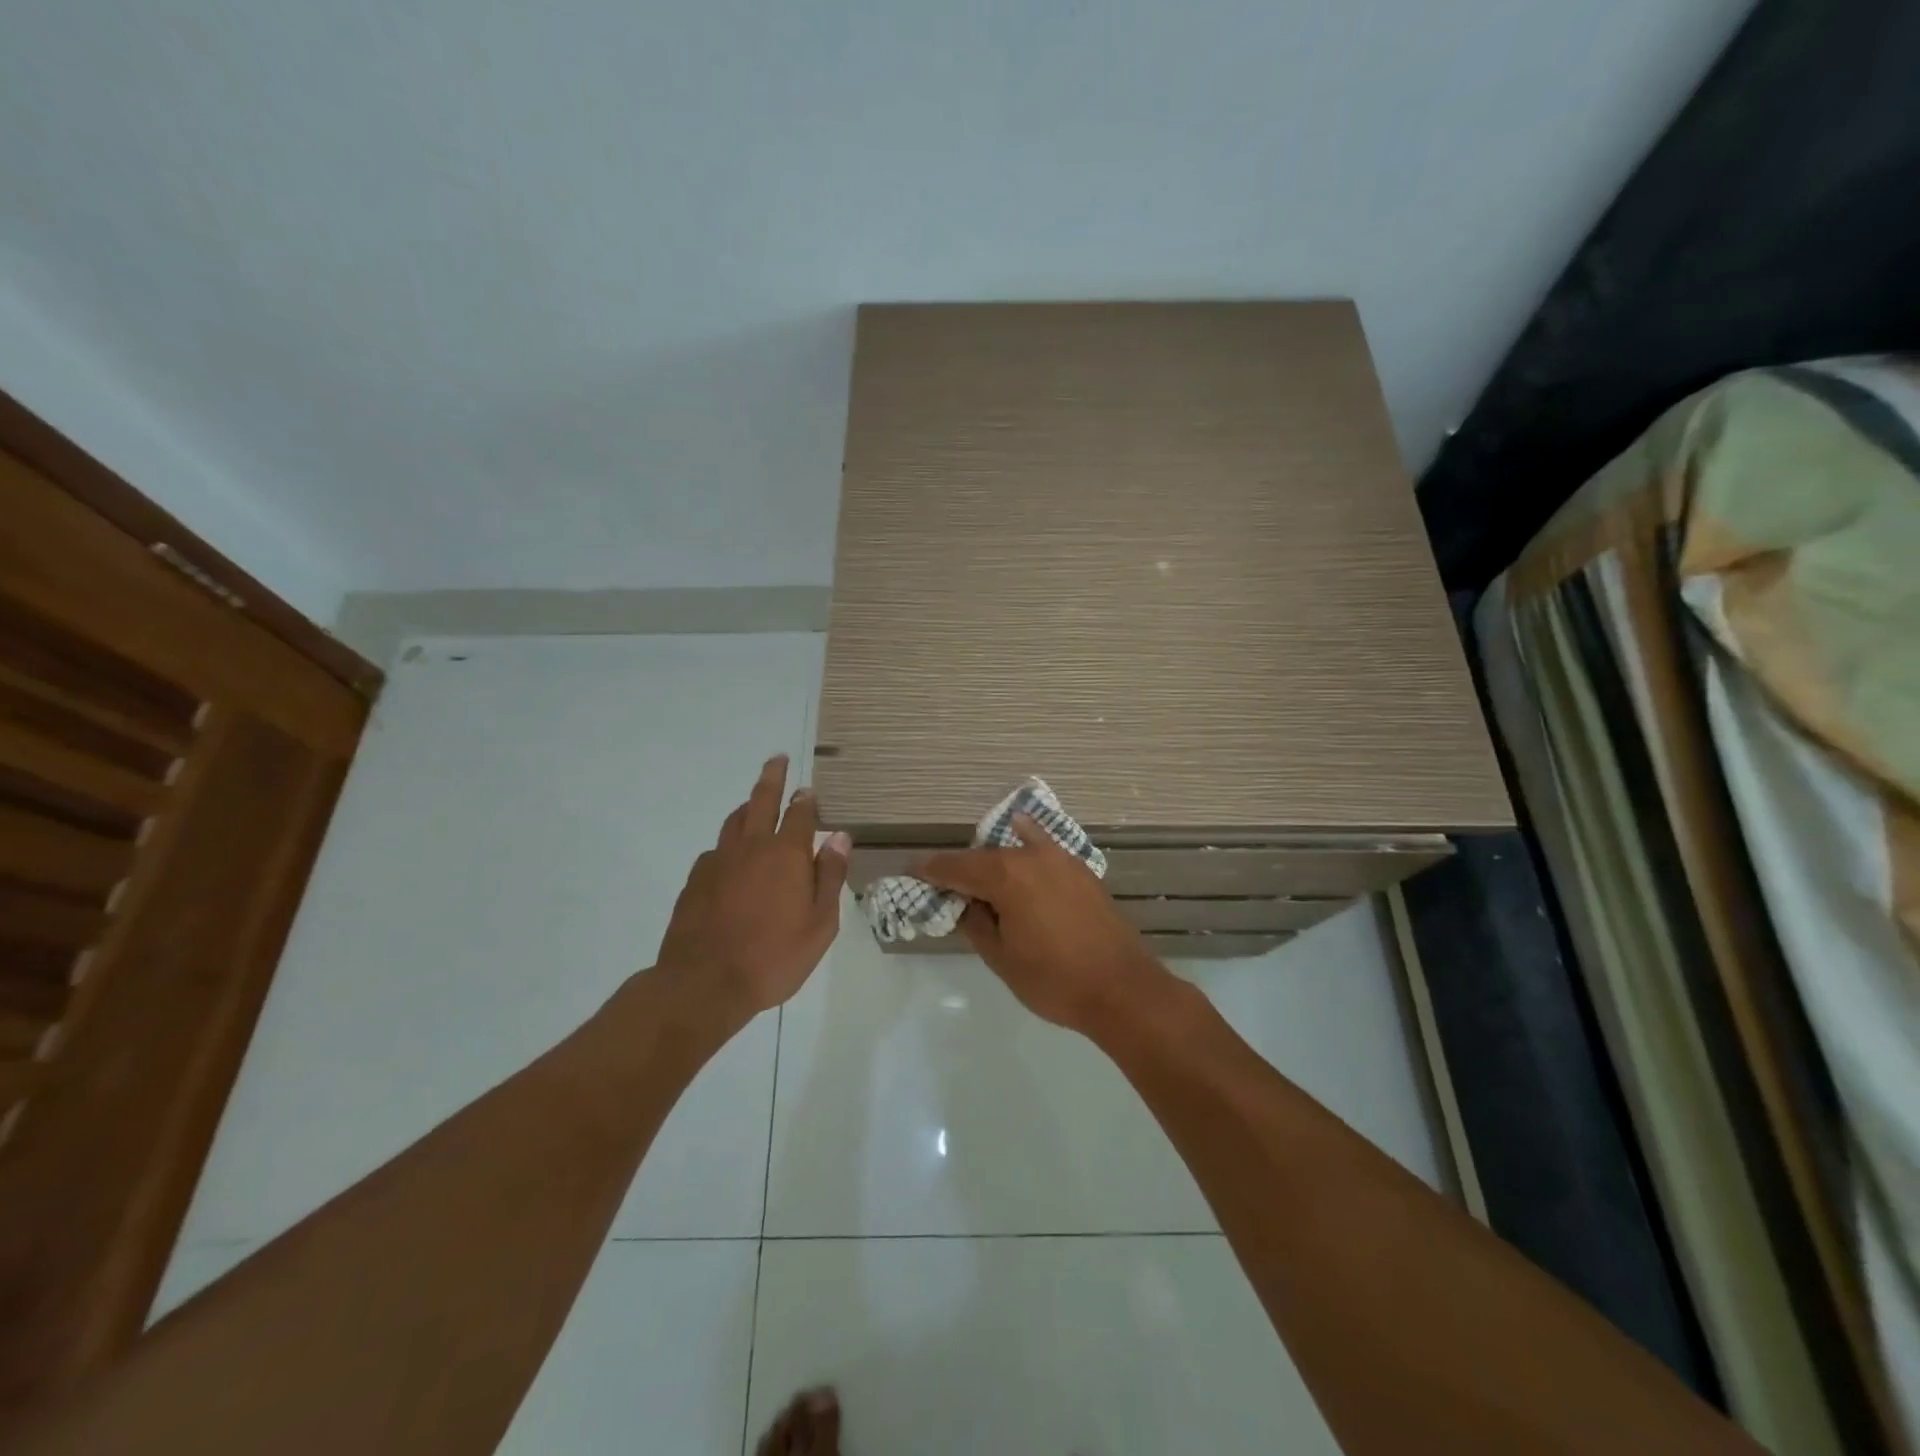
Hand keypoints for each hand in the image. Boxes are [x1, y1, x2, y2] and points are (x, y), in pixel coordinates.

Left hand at [654, 755, 850, 1028]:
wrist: (704, 983)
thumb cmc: (773, 957)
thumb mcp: (820, 924)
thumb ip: (831, 876)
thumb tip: (840, 837)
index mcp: (786, 854)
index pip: (801, 814)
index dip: (807, 800)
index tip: (809, 790)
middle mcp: (752, 847)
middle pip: (761, 800)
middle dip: (772, 777)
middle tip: (777, 760)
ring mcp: (719, 861)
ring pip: (735, 821)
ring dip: (748, 806)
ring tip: (755, 802)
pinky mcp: (695, 880)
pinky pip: (716, 850)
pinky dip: (729, 844)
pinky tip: (731, 858)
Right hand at [917, 815, 1169, 1033]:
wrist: (1122, 989)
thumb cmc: (1054, 979)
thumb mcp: (1001, 958)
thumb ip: (976, 923)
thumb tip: (966, 903)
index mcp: (1006, 876)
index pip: (956, 867)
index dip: (931, 870)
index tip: (911, 870)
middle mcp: (1031, 856)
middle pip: (985, 856)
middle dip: (961, 868)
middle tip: (942, 883)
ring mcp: (1061, 859)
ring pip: (1015, 849)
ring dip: (993, 859)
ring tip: (979, 873)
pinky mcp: (1081, 870)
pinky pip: (1043, 848)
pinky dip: (1026, 843)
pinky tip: (1021, 833)